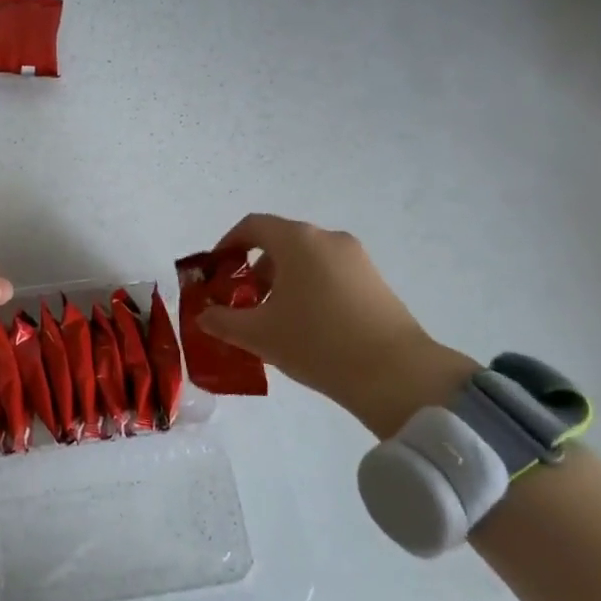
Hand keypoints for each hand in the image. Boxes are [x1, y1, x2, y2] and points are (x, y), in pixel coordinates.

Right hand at [196, 214, 477, 438]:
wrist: (395, 374)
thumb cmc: (316, 342)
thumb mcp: (258, 334)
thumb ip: (223, 320)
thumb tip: (204, 315)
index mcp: (297, 240)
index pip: (252, 226)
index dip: (227, 244)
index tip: (216, 272)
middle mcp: (327, 238)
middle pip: (280, 242)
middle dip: (255, 270)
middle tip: (242, 304)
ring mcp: (356, 258)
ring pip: (306, 260)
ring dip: (283, 282)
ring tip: (274, 321)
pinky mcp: (375, 281)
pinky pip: (330, 274)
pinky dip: (309, 289)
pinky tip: (307, 327)